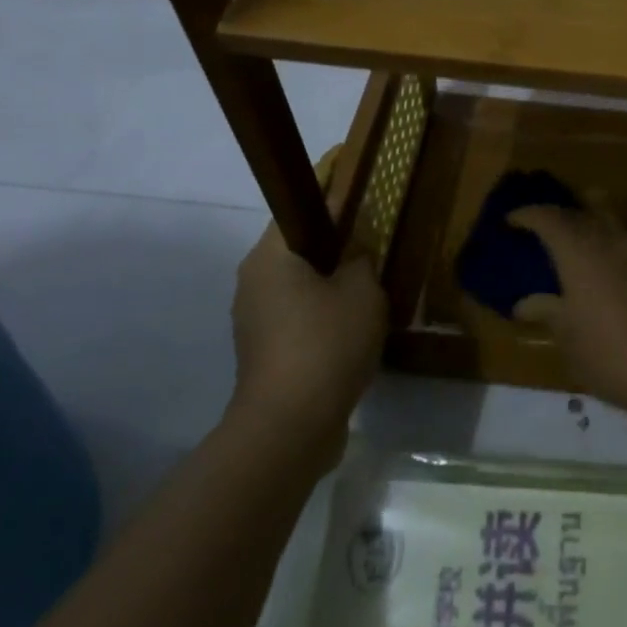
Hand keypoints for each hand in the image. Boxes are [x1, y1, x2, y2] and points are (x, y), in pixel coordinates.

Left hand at [229, 225, 385, 454]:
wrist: (291, 424)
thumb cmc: (327, 342)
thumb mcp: (363, 291)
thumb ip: (361, 261)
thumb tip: (354, 255)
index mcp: (270, 256)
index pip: (299, 209)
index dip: (333, 201)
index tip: (363, 203)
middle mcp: (252, 281)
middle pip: (297, 250)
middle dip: (334, 247)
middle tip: (373, 248)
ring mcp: (253, 320)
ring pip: (297, 286)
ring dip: (329, 285)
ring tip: (369, 290)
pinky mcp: (262, 352)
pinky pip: (296, 318)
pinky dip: (321, 316)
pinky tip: (353, 328)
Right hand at [508, 201, 626, 424]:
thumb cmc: (615, 358)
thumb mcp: (572, 342)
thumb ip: (550, 313)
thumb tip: (524, 303)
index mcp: (580, 253)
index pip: (548, 217)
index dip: (528, 214)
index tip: (514, 220)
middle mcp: (614, 239)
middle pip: (587, 208)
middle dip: (567, 210)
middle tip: (554, 223)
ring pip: (623, 215)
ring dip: (604, 214)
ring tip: (596, 227)